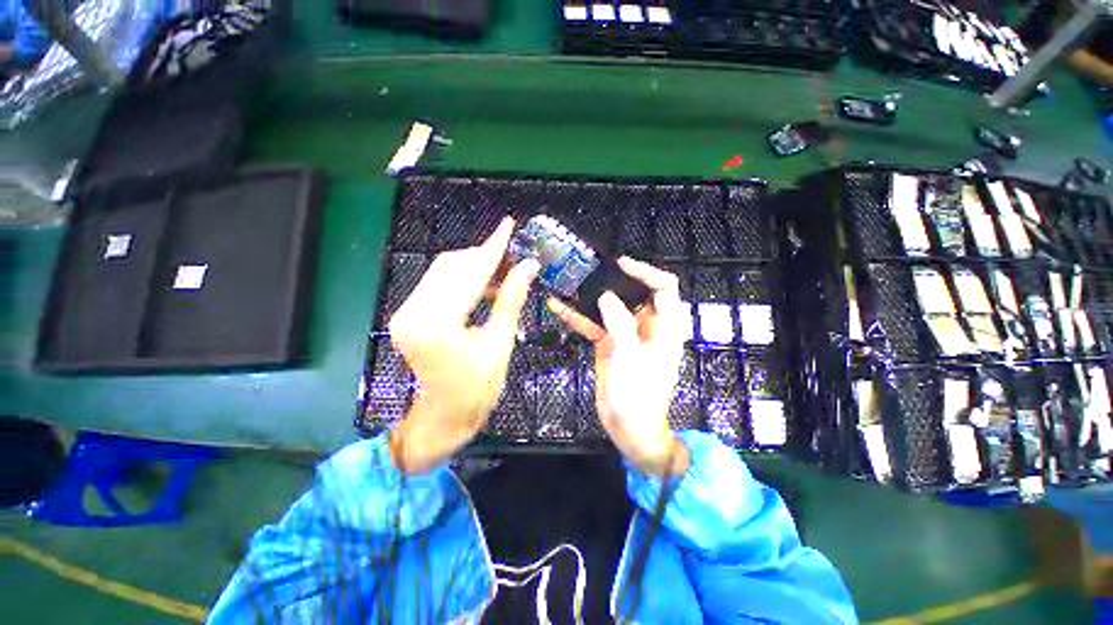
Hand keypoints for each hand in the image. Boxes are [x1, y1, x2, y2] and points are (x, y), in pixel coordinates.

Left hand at [389, 217, 538, 472]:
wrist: (446, 415)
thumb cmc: (479, 386)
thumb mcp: (500, 342)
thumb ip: (511, 299)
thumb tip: (529, 265)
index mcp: (437, 325)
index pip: (470, 274)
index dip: (493, 248)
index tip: (507, 225)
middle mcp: (412, 313)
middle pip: (451, 266)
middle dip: (483, 257)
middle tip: (513, 257)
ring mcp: (404, 313)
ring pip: (442, 272)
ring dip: (473, 268)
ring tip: (503, 272)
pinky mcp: (406, 315)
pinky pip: (436, 285)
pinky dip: (461, 280)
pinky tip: (483, 286)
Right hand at [548, 258, 689, 476]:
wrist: (628, 429)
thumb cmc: (638, 397)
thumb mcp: (630, 357)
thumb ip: (620, 323)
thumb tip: (607, 297)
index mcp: (664, 327)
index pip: (663, 288)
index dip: (645, 271)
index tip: (621, 264)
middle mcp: (646, 326)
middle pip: (634, 293)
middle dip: (613, 281)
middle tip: (591, 272)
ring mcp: (626, 335)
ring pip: (610, 307)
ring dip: (591, 297)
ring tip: (570, 283)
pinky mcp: (609, 344)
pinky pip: (595, 325)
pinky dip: (579, 317)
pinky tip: (559, 307)